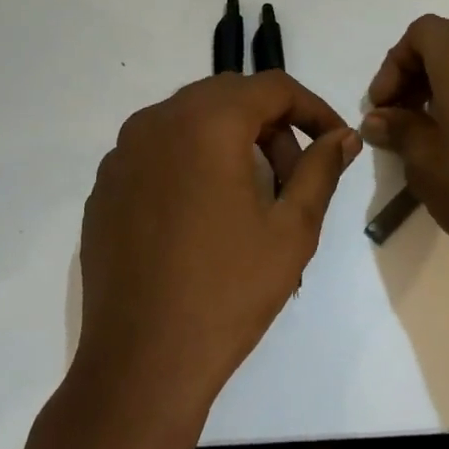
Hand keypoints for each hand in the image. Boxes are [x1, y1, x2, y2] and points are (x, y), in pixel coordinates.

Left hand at [74, 72, 360, 415]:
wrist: (142, 361)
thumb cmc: (228, 291)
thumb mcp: (292, 229)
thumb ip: (321, 169)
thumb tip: (343, 137)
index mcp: (206, 122)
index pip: (272, 86)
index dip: (312, 108)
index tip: (334, 141)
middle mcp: (157, 121)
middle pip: (229, 97)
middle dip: (272, 126)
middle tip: (294, 177)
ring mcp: (122, 153)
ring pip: (191, 121)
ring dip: (231, 142)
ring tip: (252, 199)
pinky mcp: (105, 186)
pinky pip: (159, 151)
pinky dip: (192, 162)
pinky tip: (204, 215)